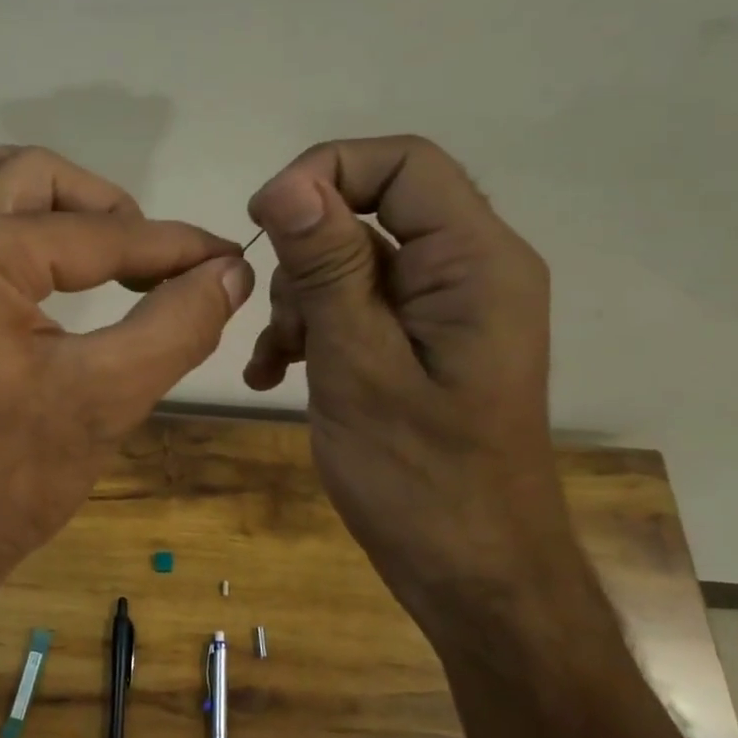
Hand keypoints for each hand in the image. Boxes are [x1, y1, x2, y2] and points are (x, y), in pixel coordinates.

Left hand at [0, 146, 253, 598]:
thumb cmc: (1, 483)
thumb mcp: (104, 399)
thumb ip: (177, 324)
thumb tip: (229, 272)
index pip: (98, 233)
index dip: (174, 247)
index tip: (229, 259)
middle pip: (31, 177)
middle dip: (105, 207)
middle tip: (154, 258)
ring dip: (47, 200)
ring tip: (102, 243)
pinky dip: (6, 223)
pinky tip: (44, 267)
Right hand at [243, 137, 574, 643]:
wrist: (470, 574)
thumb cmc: (419, 478)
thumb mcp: (358, 365)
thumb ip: (327, 268)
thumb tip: (287, 182)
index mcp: (476, 263)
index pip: (404, 163)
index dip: (326, 171)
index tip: (262, 221)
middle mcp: (470, 271)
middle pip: (373, 210)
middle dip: (307, 258)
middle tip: (281, 323)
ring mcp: (446, 311)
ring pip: (354, 263)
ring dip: (301, 302)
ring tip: (278, 363)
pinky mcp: (423, 345)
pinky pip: (359, 308)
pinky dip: (313, 331)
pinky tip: (275, 375)